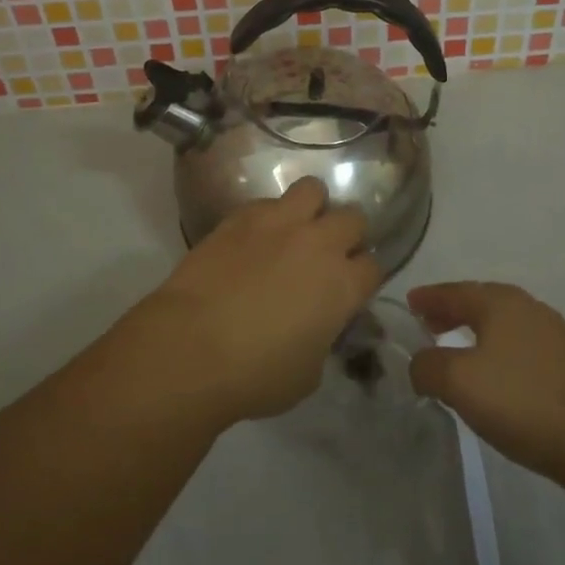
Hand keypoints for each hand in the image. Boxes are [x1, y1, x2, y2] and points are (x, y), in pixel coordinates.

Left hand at [130, 177, 382, 424]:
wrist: (191, 347)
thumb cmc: (255, 374)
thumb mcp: (308, 373)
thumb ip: (323, 337)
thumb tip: (317, 325)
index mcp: (342, 284)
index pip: (374, 266)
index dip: (363, 278)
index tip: (350, 289)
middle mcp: (318, 243)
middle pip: (353, 218)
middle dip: (346, 235)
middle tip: (327, 256)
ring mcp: (279, 223)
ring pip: (313, 190)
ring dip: (311, 208)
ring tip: (296, 230)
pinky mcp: (241, 216)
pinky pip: (267, 202)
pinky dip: (269, 216)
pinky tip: (254, 239)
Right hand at [407, 282, 564, 487]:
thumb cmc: (522, 401)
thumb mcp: (459, 382)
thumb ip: (428, 366)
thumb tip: (419, 363)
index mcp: (500, 302)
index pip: (453, 291)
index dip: (428, 297)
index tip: (408, 303)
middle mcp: (528, 308)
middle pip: (479, 302)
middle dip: (450, 312)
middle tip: (425, 326)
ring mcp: (553, 335)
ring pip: (501, 325)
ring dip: (473, 332)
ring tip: (454, 352)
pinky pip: (518, 346)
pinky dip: (495, 350)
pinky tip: (492, 376)